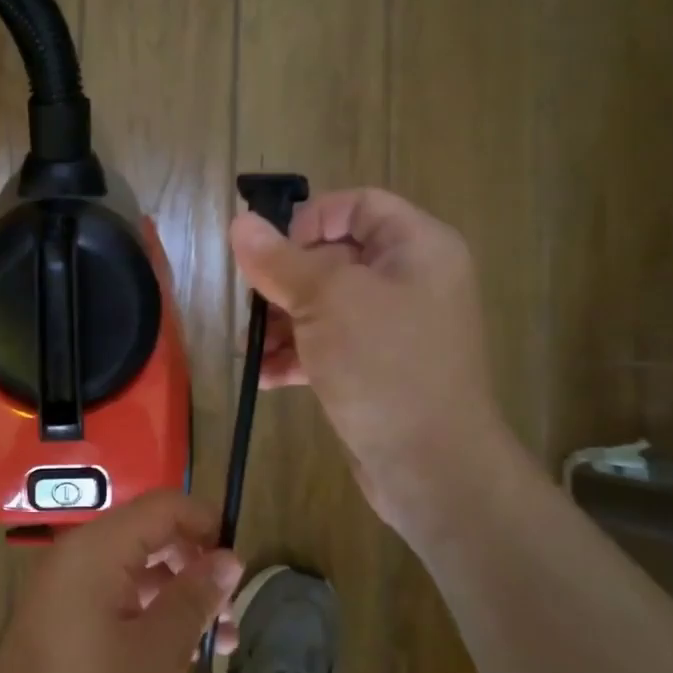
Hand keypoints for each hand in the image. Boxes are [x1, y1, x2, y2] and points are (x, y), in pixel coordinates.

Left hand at [0, 492, 242, 672]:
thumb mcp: (160, 653)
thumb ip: (195, 597)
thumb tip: (229, 557)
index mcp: (98, 549)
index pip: (164, 506)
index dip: (207, 524)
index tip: (240, 568)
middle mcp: (77, 557)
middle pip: (150, 537)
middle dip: (196, 569)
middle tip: (229, 618)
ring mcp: (64, 590)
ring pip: (135, 573)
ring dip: (178, 599)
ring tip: (216, 648)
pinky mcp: (60, 623)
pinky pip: (114, 600)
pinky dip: (149, 617)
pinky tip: (175, 660)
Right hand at [228, 187, 525, 537]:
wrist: (432, 466)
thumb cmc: (383, 365)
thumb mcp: (325, 302)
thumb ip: (279, 261)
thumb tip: (240, 224)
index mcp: (417, 247)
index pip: (357, 205)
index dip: (309, 219)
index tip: (269, 253)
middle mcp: (411, 280)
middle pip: (335, 256)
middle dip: (285, 281)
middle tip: (252, 305)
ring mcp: (396, 328)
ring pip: (327, 305)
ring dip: (283, 322)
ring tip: (250, 348)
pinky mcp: (379, 368)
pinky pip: (332, 344)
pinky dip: (300, 355)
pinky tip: (266, 377)